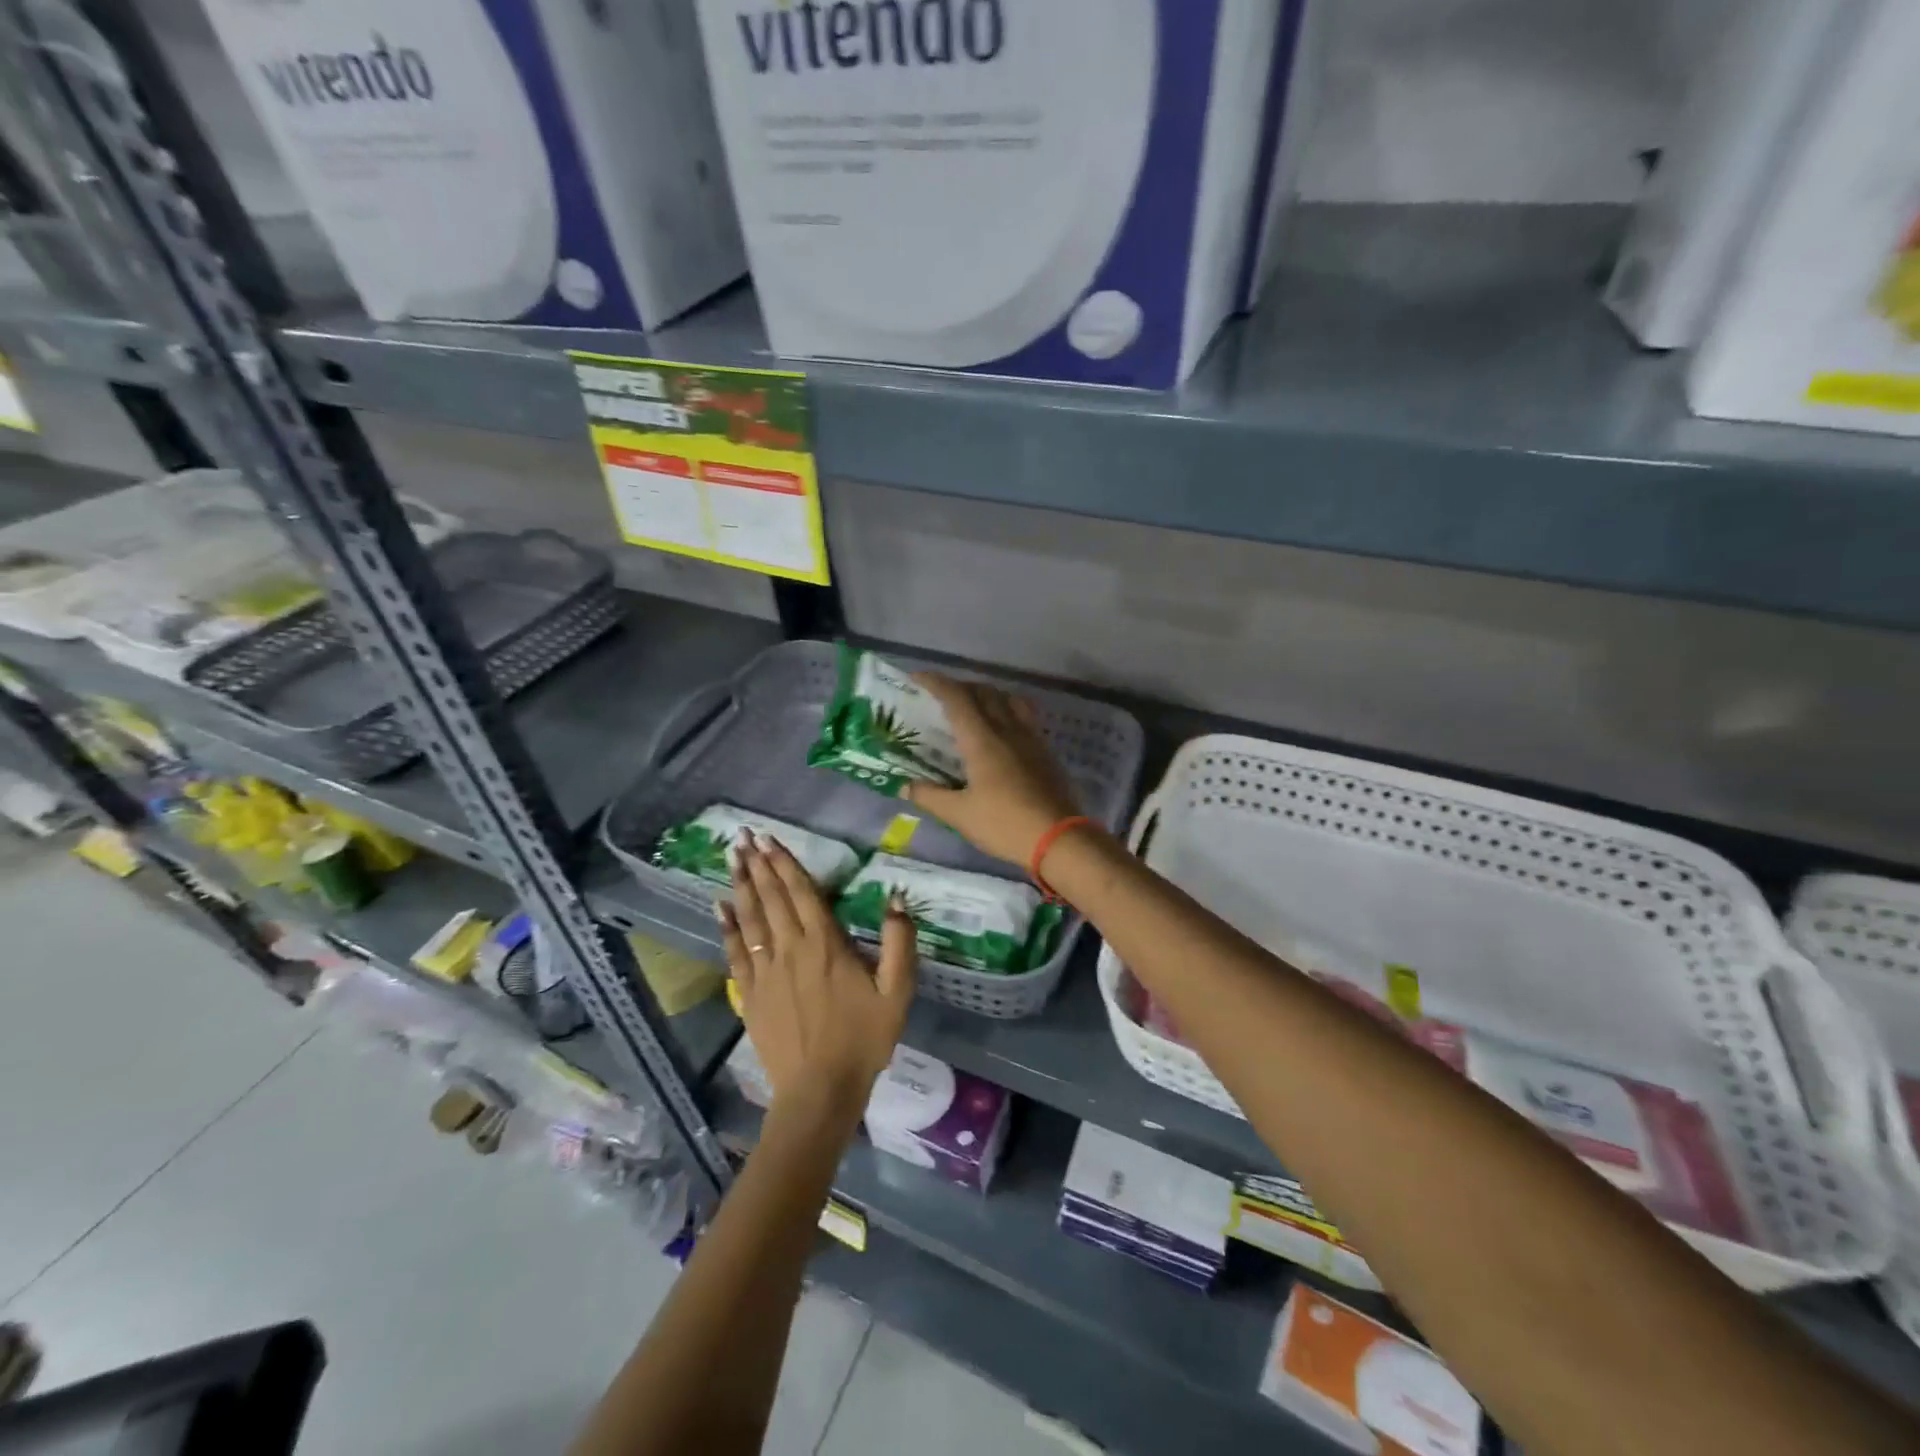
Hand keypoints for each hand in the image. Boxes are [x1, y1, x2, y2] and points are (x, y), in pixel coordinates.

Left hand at [718, 834, 915, 1127]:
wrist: (820, 1089)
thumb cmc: (863, 1038)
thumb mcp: (898, 991)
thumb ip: (899, 942)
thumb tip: (897, 898)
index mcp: (826, 944)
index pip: (801, 892)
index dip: (785, 863)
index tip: (769, 838)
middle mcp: (791, 948)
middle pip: (771, 897)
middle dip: (758, 863)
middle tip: (743, 836)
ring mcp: (766, 971)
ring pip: (751, 918)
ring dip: (741, 885)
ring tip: (731, 857)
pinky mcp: (750, 994)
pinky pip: (735, 951)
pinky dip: (728, 926)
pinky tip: (720, 907)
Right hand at [905, 673, 1081, 867]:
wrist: (1059, 839)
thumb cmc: (1004, 824)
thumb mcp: (960, 814)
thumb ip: (930, 796)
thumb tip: (904, 786)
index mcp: (982, 740)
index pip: (957, 698)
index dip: (936, 682)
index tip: (918, 677)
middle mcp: (1007, 729)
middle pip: (984, 692)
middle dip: (960, 687)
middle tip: (941, 697)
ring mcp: (1030, 738)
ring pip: (1007, 700)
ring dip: (987, 695)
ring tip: (973, 708)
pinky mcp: (1045, 751)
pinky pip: (1024, 716)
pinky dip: (1007, 711)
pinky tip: (1001, 732)